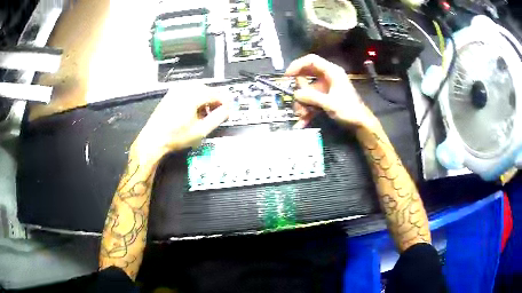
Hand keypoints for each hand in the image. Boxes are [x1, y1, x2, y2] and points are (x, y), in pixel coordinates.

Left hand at [130, 82, 229, 167]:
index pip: (216, 93)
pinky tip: (193, 111)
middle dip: (215, 100)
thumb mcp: (201, 130)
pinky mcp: (171, 93)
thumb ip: (217, 118)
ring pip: (198, 89)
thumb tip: (228, 110)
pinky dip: (195, 98)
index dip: (225, 101)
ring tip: (205, 114)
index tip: (230, 110)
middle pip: (208, 89)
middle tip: (218, 113)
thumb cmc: (176, 136)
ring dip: (205, 99)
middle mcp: (185, 88)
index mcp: (193, 95)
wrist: (154, 139)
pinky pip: (188, 91)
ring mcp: (176, 89)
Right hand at [285, 54, 377, 127]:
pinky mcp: (325, 97)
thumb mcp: (330, 103)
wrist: (360, 123)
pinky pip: (311, 100)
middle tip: (296, 100)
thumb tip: (296, 94)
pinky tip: (302, 122)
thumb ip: (312, 97)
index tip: (287, 76)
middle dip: (299, 90)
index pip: (311, 60)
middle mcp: (327, 77)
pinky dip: (307, 109)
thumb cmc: (349, 111)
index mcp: (332, 72)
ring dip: (302, 103)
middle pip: (306, 75)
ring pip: (307, 90)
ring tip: (301, 116)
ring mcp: (325, 87)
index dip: (297, 65)